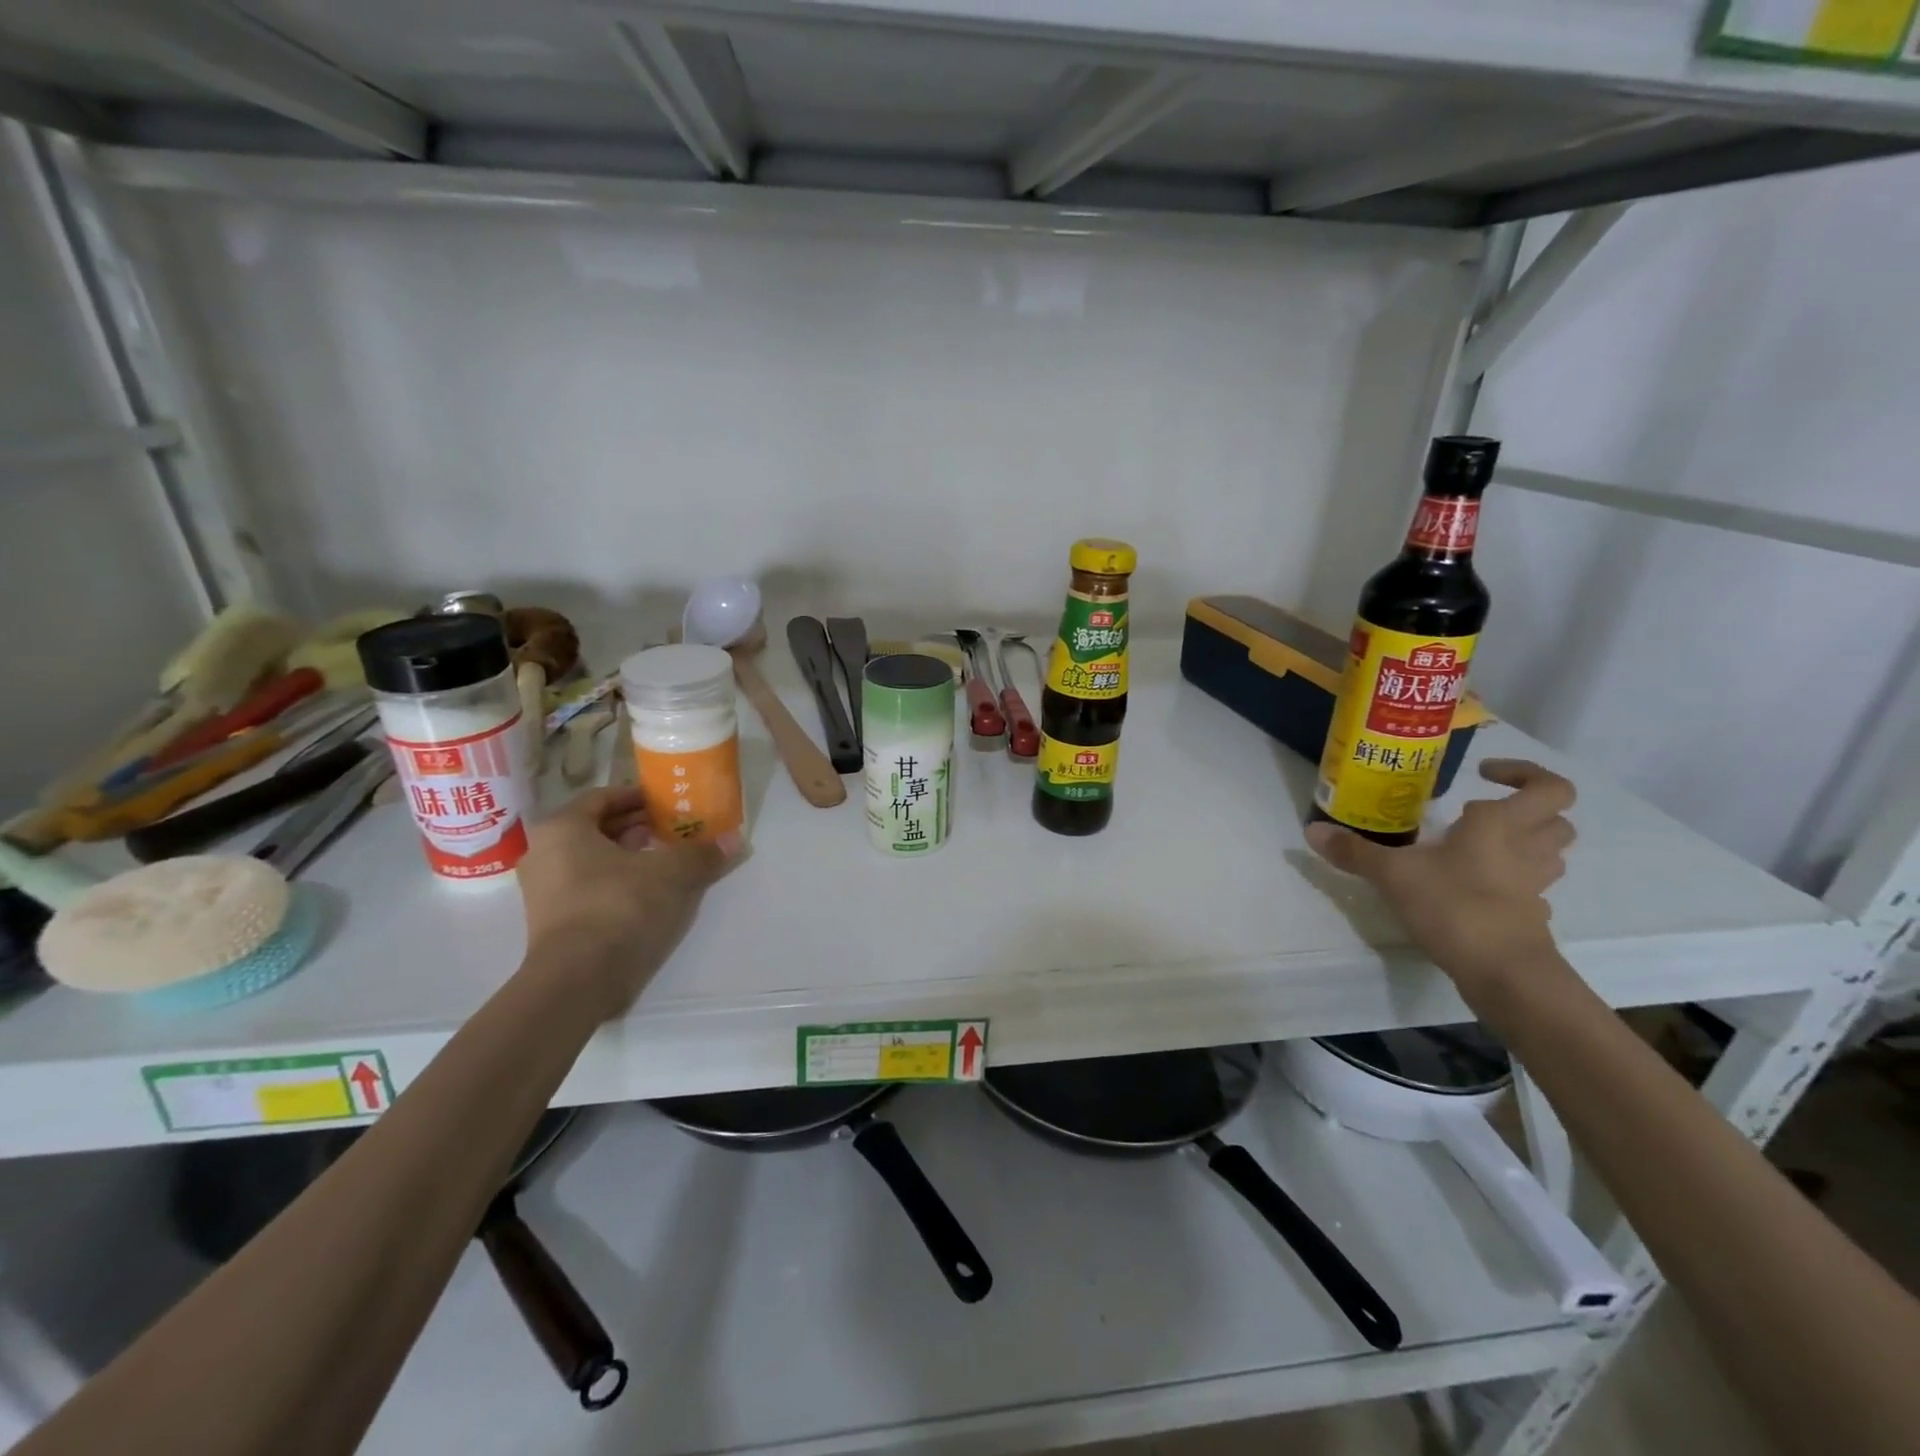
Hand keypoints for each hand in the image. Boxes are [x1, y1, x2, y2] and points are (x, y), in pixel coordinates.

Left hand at [516, 786, 742, 1018]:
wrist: (577, 980)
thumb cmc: (618, 906)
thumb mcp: (670, 873)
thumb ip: (701, 853)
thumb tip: (736, 840)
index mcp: (562, 827)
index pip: (603, 797)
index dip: (638, 797)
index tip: (667, 803)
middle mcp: (543, 852)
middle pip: (596, 828)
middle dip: (636, 826)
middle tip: (672, 829)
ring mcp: (542, 890)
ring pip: (591, 858)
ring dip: (628, 855)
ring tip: (665, 859)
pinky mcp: (551, 921)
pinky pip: (587, 886)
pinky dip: (615, 881)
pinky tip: (648, 891)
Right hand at [1306, 759, 1574, 993]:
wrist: (1504, 973)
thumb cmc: (1454, 905)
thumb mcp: (1392, 874)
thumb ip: (1354, 851)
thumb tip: (1311, 831)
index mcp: (1503, 825)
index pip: (1549, 787)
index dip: (1525, 773)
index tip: (1484, 775)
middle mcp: (1527, 849)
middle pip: (1556, 819)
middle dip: (1525, 810)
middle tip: (1477, 813)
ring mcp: (1534, 886)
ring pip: (1549, 853)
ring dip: (1523, 843)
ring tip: (1476, 846)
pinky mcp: (1529, 916)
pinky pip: (1530, 887)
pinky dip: (1510, 881)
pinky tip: (1473, 887)